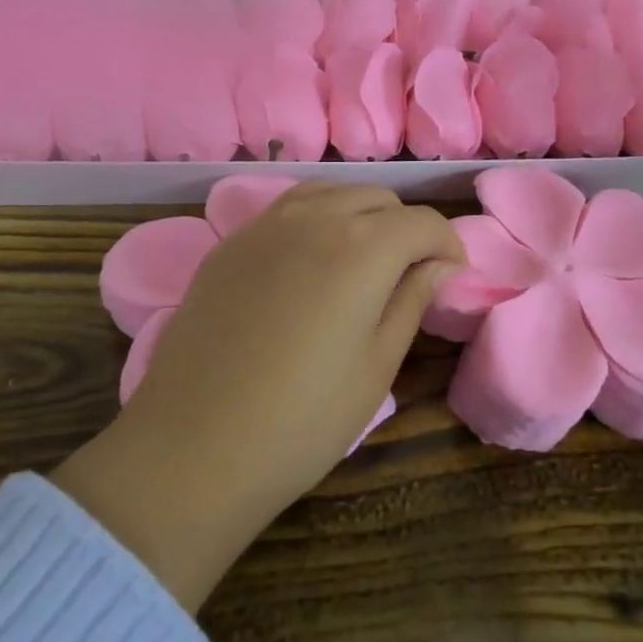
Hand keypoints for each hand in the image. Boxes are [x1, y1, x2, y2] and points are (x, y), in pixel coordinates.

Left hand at [52, 183, 461, 610]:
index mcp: (363, 247)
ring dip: (358, 216)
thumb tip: (440, 265)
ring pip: (330, 194)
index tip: (450, 278)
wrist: (192, 448)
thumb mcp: (376, 366)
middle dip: (404, 228)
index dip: (447, 246)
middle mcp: (315, 217)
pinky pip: (286, 209)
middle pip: (378, 198)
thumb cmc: (302, 419)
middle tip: (408, 275)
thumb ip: (412, 301)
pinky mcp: (230, 243)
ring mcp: (265, 225)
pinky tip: (309, 264)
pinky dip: (314, 220)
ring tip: (361, 262)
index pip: (424, 222)